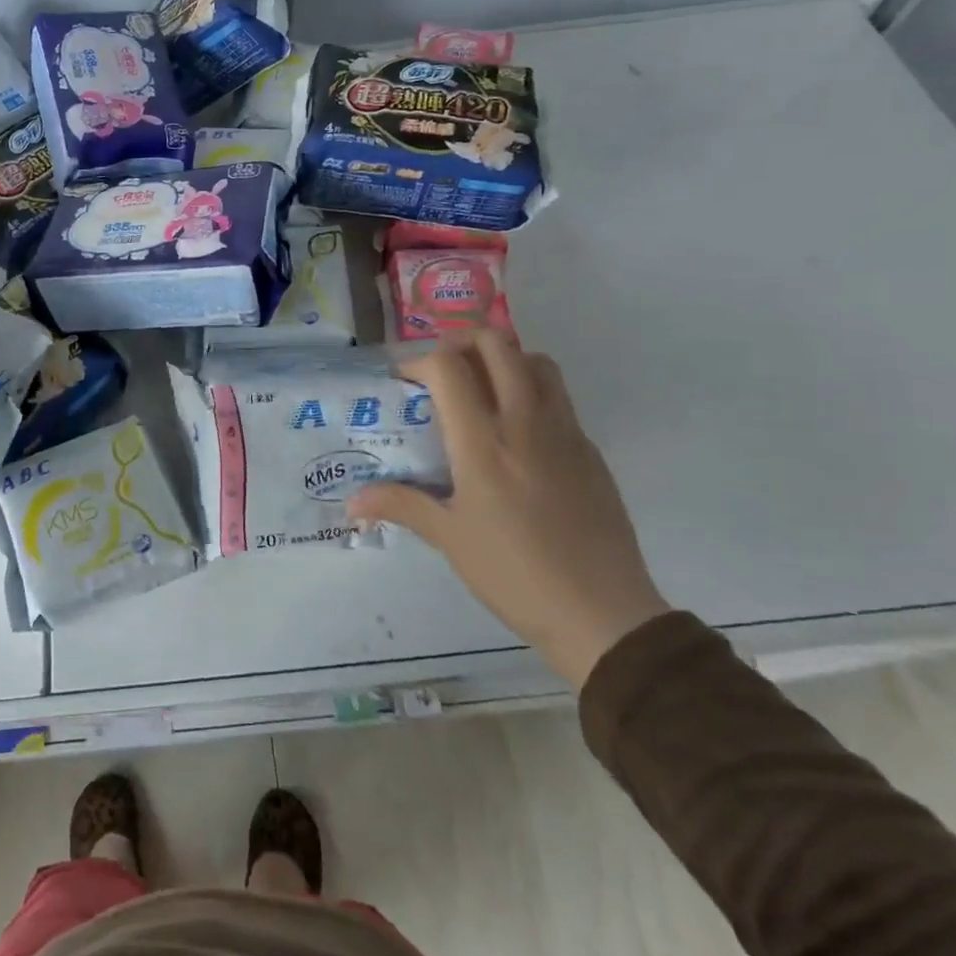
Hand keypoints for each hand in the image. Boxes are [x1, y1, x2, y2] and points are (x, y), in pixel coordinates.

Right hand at [348, 330, 668, 688]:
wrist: (602, 613)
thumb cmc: (513, 574)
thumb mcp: (449, 539)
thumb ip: (401, 506)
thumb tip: (352, 502)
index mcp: (482, 442)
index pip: (449, 367)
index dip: (420, 361)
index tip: (405, 381)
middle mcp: (524, 422)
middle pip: (497, 344)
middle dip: (462, 343)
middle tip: (442, 371)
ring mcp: (565, 432)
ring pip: (536, 361)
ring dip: (504, 359)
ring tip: (482, 388)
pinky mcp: (590, 450)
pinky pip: (559, 398)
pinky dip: (532, 392)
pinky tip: (517, 434)